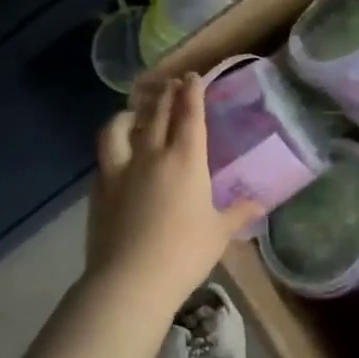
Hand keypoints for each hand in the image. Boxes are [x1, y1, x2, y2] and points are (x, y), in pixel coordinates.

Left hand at [86, 75, 261, 313]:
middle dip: (166, 94)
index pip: (190, 115)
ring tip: (134, 112)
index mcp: (186, 161)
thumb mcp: (219, 232)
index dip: (192, 92)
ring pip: (119, 128)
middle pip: (157, 113)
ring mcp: (120, 170)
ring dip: (129, 114)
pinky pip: (105, 157)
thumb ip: (238, 212)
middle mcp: (151, 155)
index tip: (192, 77)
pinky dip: (114, 146)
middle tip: (172, 84)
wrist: (130, 280)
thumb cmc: (184, 253)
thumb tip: (259, 203)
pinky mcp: (99, 189)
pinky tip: (118, 155)